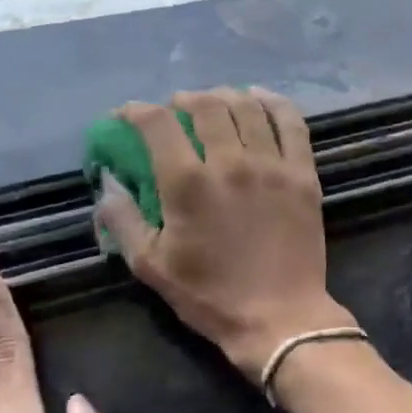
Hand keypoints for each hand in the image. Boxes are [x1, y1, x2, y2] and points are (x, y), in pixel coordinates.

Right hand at [94, 88, 355, 380]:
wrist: (279, 315)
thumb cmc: (210, 296)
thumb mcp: (150, 266)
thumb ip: (123, 220)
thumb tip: (108, 184)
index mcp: (188, 183)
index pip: (157, 123)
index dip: (135, 111)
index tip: (127, 116)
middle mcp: (231, 163)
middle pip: (205, 106)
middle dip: (182, 100)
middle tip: (175, 110)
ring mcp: (273, 165)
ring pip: (248, 108)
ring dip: (224, 96)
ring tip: (214, 102)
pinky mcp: (303, 174)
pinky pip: (291, 124)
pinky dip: (273, 103)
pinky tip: (260, 98)